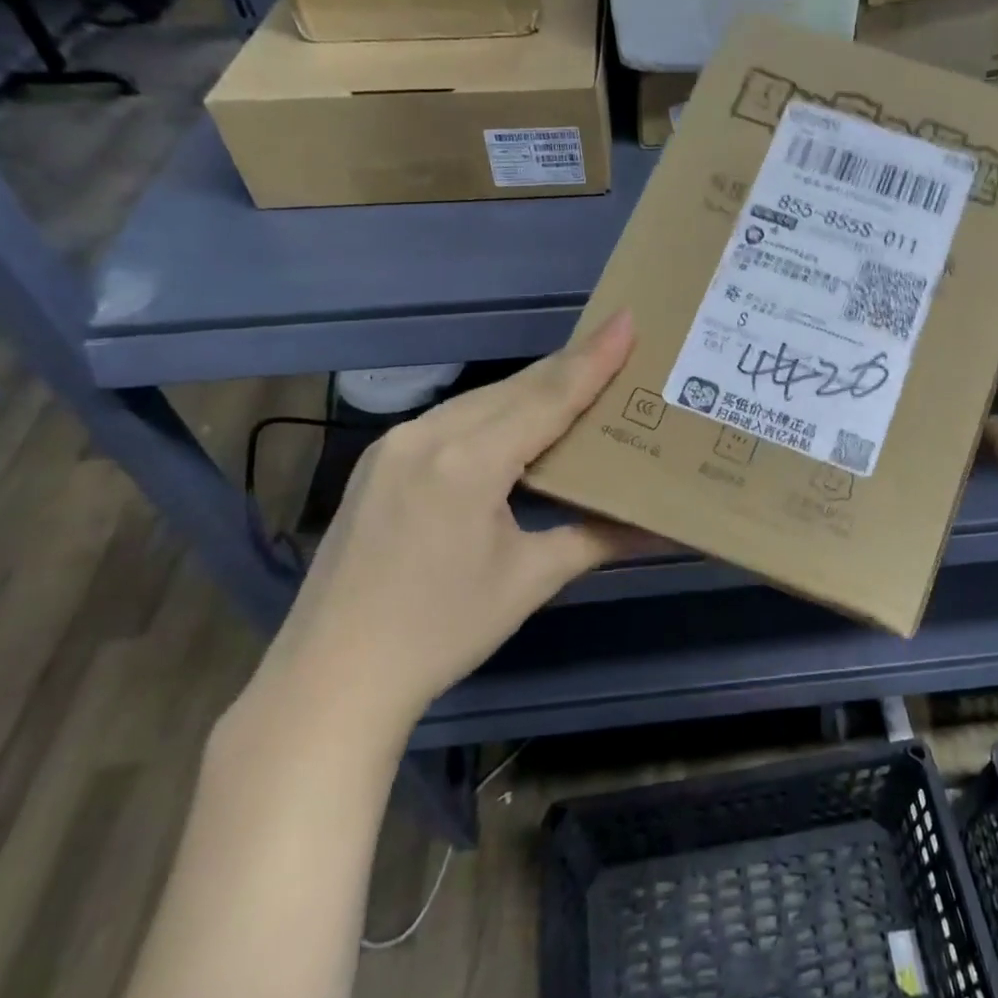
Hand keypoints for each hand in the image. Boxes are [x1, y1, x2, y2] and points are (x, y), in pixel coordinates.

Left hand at [248, 312, 649, 749]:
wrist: (333, 678)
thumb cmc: (442, 631)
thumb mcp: (529, 579)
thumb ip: (597, 539)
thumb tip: (664, 531)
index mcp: (469, 461)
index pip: (548, 396)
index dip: (593, 358)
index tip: (627, 319)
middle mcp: (427, 435)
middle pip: (515, 388)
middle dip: (569, 367)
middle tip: (616, 347)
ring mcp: (394, 445)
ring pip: (480, 400)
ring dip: (531, 390)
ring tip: (579, 382)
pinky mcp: (378, 462)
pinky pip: (450, 420)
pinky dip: (494, 413)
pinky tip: (516, 423)